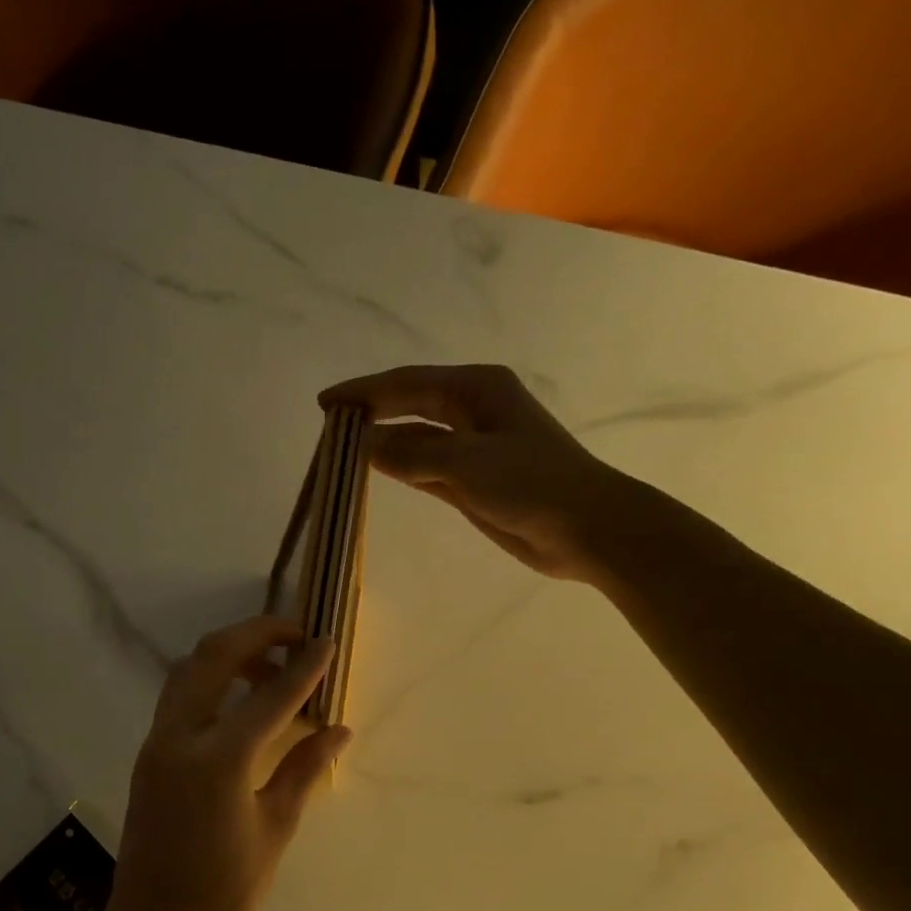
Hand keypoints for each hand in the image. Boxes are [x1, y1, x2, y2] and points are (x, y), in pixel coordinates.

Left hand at [105, 616, 352, 910]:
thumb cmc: (224, 894)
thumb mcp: (274, 829)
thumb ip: (304, 769)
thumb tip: (338, 729)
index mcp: (218, 760)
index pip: (269, 695)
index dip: (303, 666)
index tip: (328, 642)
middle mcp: (179, 738)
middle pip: (214, 656)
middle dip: (257, 634)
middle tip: (296, 636)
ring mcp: (156, 743)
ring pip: (189, 670)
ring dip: (230, 653)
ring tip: (272, 667)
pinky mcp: (148, 754)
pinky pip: (179, 696)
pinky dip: (211, 679)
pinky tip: (242, 698)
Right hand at [319, 363, 627, 582]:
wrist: (585, 528)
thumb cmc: (532, 483)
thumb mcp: (466, 462)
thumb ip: (412, 453)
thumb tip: (364, 446)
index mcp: (477, 389)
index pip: (407, 383)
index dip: (364, 391)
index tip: (325, 403)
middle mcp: (473, 410)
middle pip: (409, 404)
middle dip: (370, 412)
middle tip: (328, 425)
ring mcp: (473, 446)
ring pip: (416, 436)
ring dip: (383, 441)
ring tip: (341, 448)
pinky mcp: (472, 479)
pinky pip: (425, 466)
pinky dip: (400, 466)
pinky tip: (375, 468)